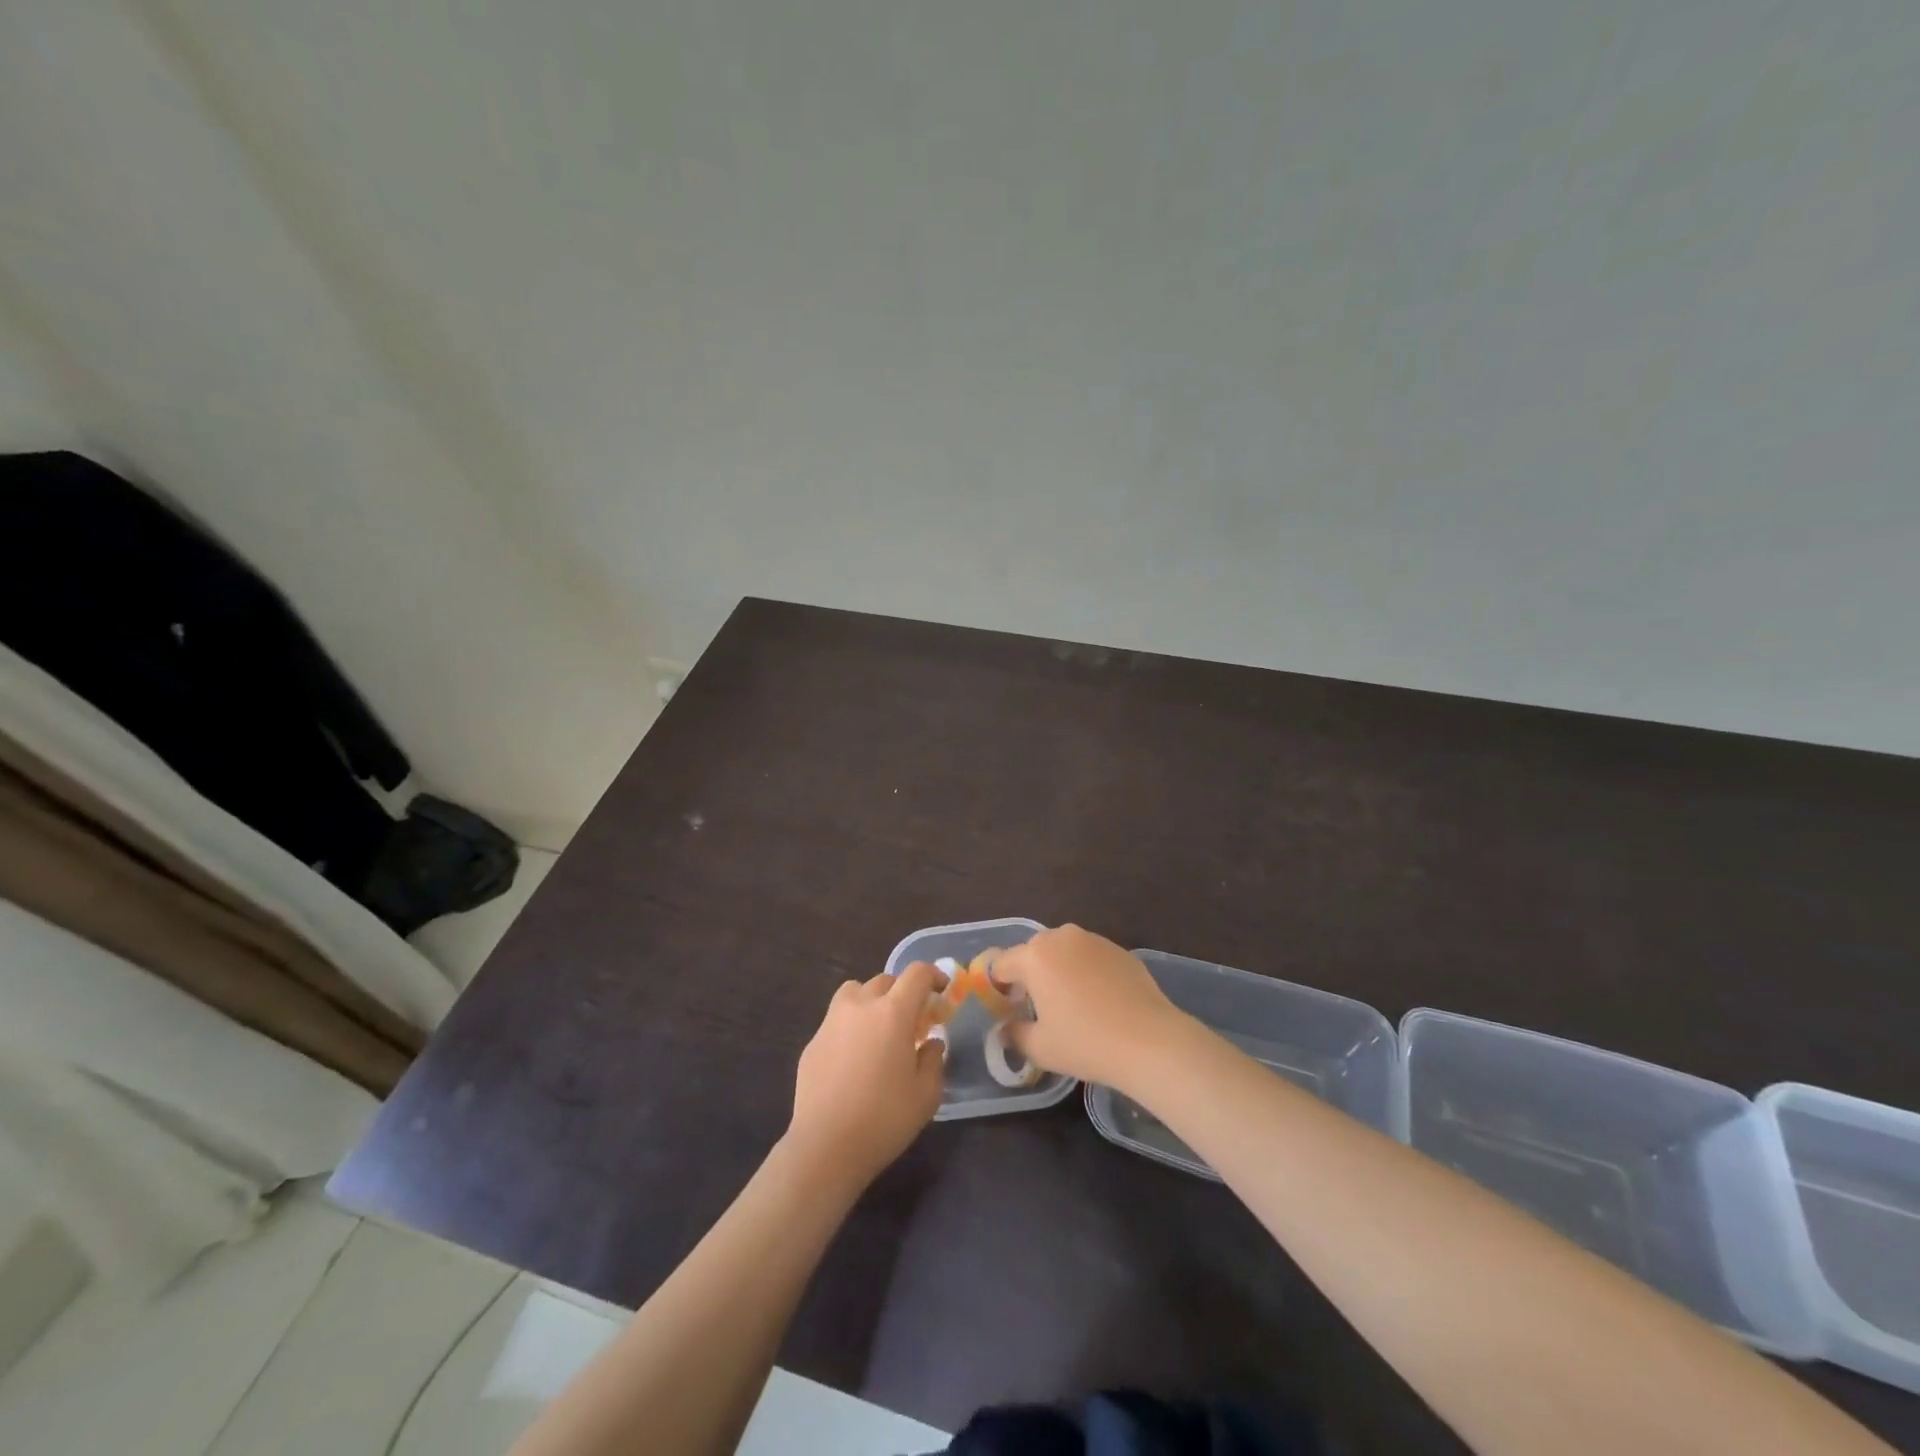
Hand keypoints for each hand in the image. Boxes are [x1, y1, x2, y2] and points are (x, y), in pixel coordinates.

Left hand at [785, 961, 946, 1192]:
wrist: (825, 1147)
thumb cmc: (884, 1119)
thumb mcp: (926, 1095)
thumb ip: (934, 1060)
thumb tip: (930, 1043)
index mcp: (893, 1013)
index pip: (917, 974)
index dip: (934, 975)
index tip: (942, 991)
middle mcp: (860, 1007)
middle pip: (885, 980)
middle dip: (903, 993)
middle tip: (913, 1022)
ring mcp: (831, 1022)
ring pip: (855, 992)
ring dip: (872, 1001)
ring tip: (879, 1030)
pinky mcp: (812, 1043)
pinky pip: (836, 1020)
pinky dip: (850, 1027)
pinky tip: (853, 1060)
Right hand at [993, 925, 1190, 1091]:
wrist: (1150, 1041)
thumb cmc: (1086, 1043)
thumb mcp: (1040, 1048)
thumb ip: (1014, 1034)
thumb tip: (1006, 1029)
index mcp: (1035, 956)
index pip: (1001, 965)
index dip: (997, 988)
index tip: (1006, 1011)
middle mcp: (1061, 937)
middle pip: (1032, 952)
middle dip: (1029, 975)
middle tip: (1037, 1008)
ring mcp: (1094, 940)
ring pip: (1063, 951)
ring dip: (1058, 970)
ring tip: (1070, 1004)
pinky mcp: (1120, 950)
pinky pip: (1090, 957)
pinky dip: (1086, 972)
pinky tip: (1099, 1002)